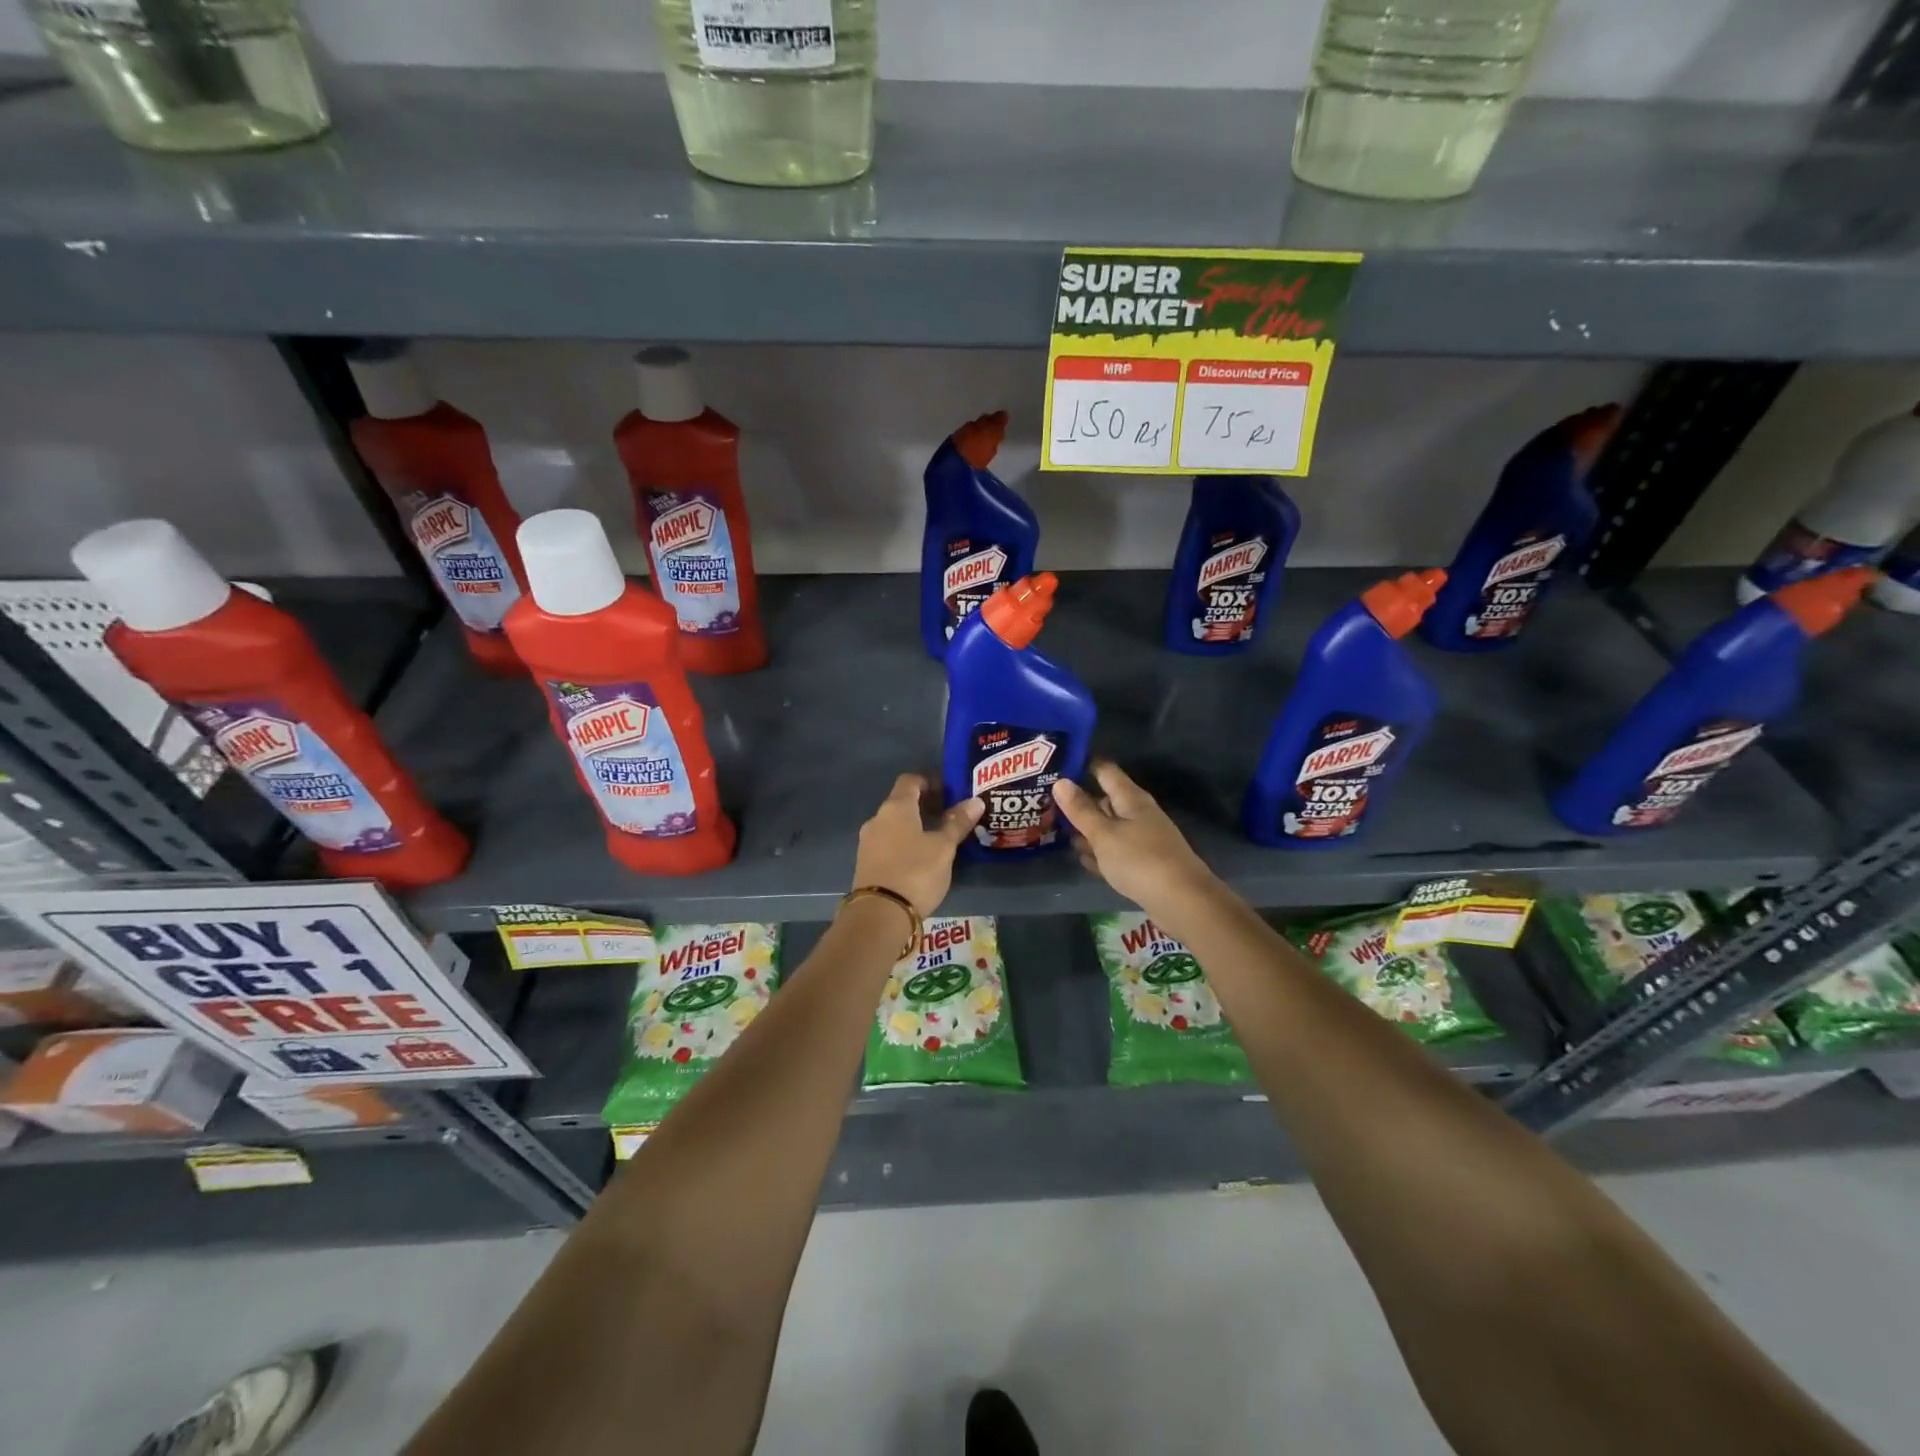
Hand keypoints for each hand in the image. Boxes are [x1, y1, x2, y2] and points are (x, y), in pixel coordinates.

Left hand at [851, 774, 982, 917]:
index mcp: (896, 807)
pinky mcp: (866, 863)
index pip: (911, 780)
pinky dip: (904, 843)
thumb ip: (957, 823)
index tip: (950, 792)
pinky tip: (920, 858)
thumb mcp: (943, 847)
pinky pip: (887, 843)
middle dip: (925, 805)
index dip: (930, 781)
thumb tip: (975, 801)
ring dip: (914, 826)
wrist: (879, 914)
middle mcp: (877, 819)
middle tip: (950, 816)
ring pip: (894, 824)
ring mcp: (868, 842)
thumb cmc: (915, 872)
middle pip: (901, 802)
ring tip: (938, 839)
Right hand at [1054, 760, 1218, 916]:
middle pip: (1104, 800)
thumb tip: (1060, 781)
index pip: (1104, 771)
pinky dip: (1099, 853)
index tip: (1055, 765)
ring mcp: (1141, 839)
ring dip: (1086, 830)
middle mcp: (1137, 814)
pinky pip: (1114, 852)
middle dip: (1077, 801)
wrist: (1182, 902)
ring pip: (1108, 828)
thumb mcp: (1104, 834)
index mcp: (1130, 799)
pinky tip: (1081, 859)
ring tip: (1054, 830)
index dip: (1081, 765)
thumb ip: (1081, 810)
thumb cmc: (1139, 860)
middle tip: (1045, 803)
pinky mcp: (1142, 864)